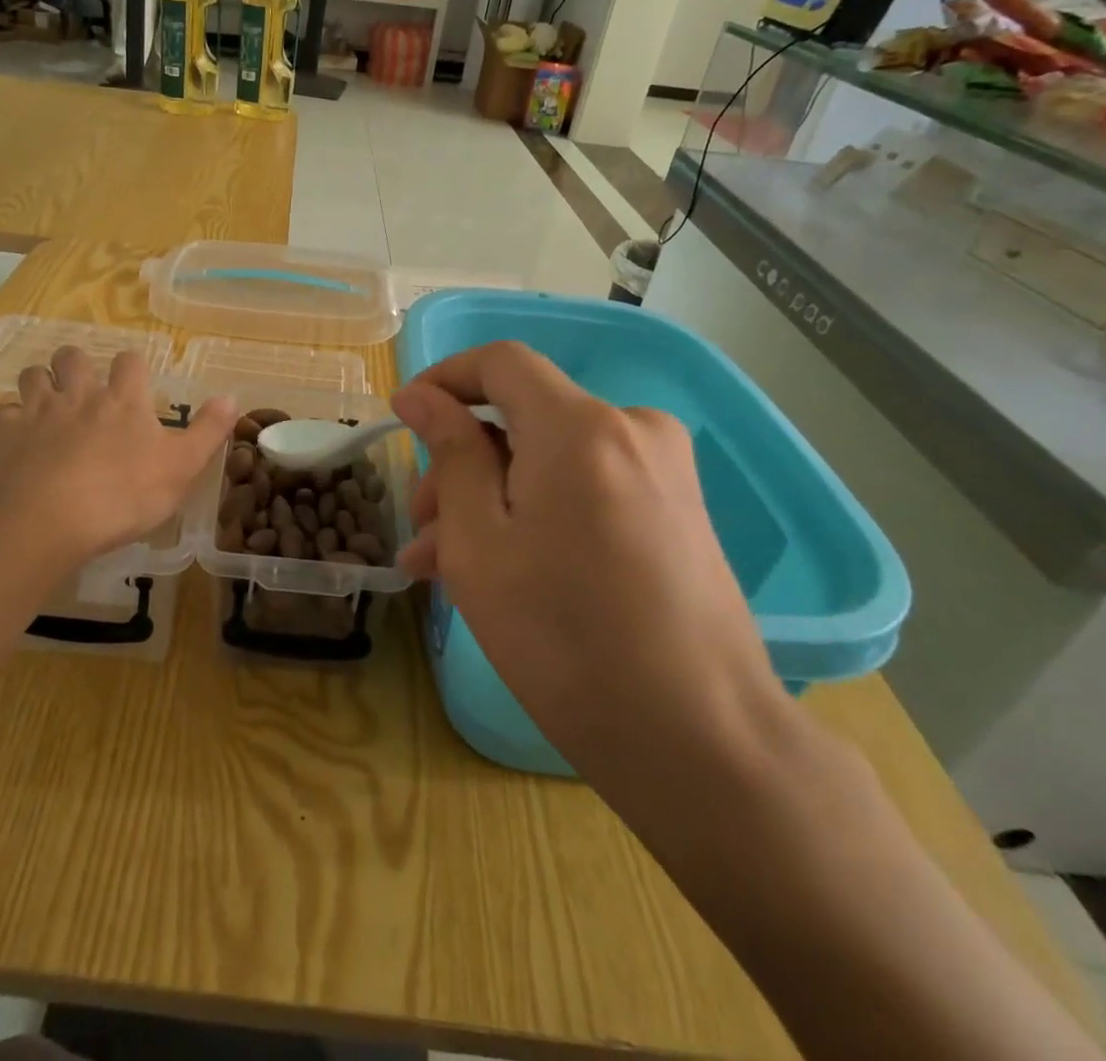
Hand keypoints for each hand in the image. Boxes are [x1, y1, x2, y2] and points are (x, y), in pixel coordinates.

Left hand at [0, 346, 235, 576]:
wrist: (42, 522)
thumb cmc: (121, 498)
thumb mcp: (181, 470)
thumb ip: (207, 432)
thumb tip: (232, 396)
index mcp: (123, 401)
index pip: (129, 362)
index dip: (131, 367)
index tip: (133, 382)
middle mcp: (78, 395)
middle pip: (73, 357)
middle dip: (77, 364)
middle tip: (83, 388)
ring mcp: (36, 412)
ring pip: (33, 376)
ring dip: (41, 383)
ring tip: (48, 406)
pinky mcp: (1, 434)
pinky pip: (4, 412)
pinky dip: (12, 420)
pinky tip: (18, 440)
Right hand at [391, 342, 789, 805]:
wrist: (700, 742)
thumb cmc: (564, 640)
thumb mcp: (480, 543)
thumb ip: (451, 453)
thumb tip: (422, 396)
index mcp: (580, 427)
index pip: (502, 362)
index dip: (445, 378)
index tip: (405, 417)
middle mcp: (631, 429)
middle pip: (524, 416)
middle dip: (463, 461)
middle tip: (422, 527)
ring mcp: (662, 470)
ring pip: (550, 457)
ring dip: (494, 496)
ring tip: (445, 563)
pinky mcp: (675, 508)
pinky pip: (586, 485)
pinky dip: (539, 510)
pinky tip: (502, 566)